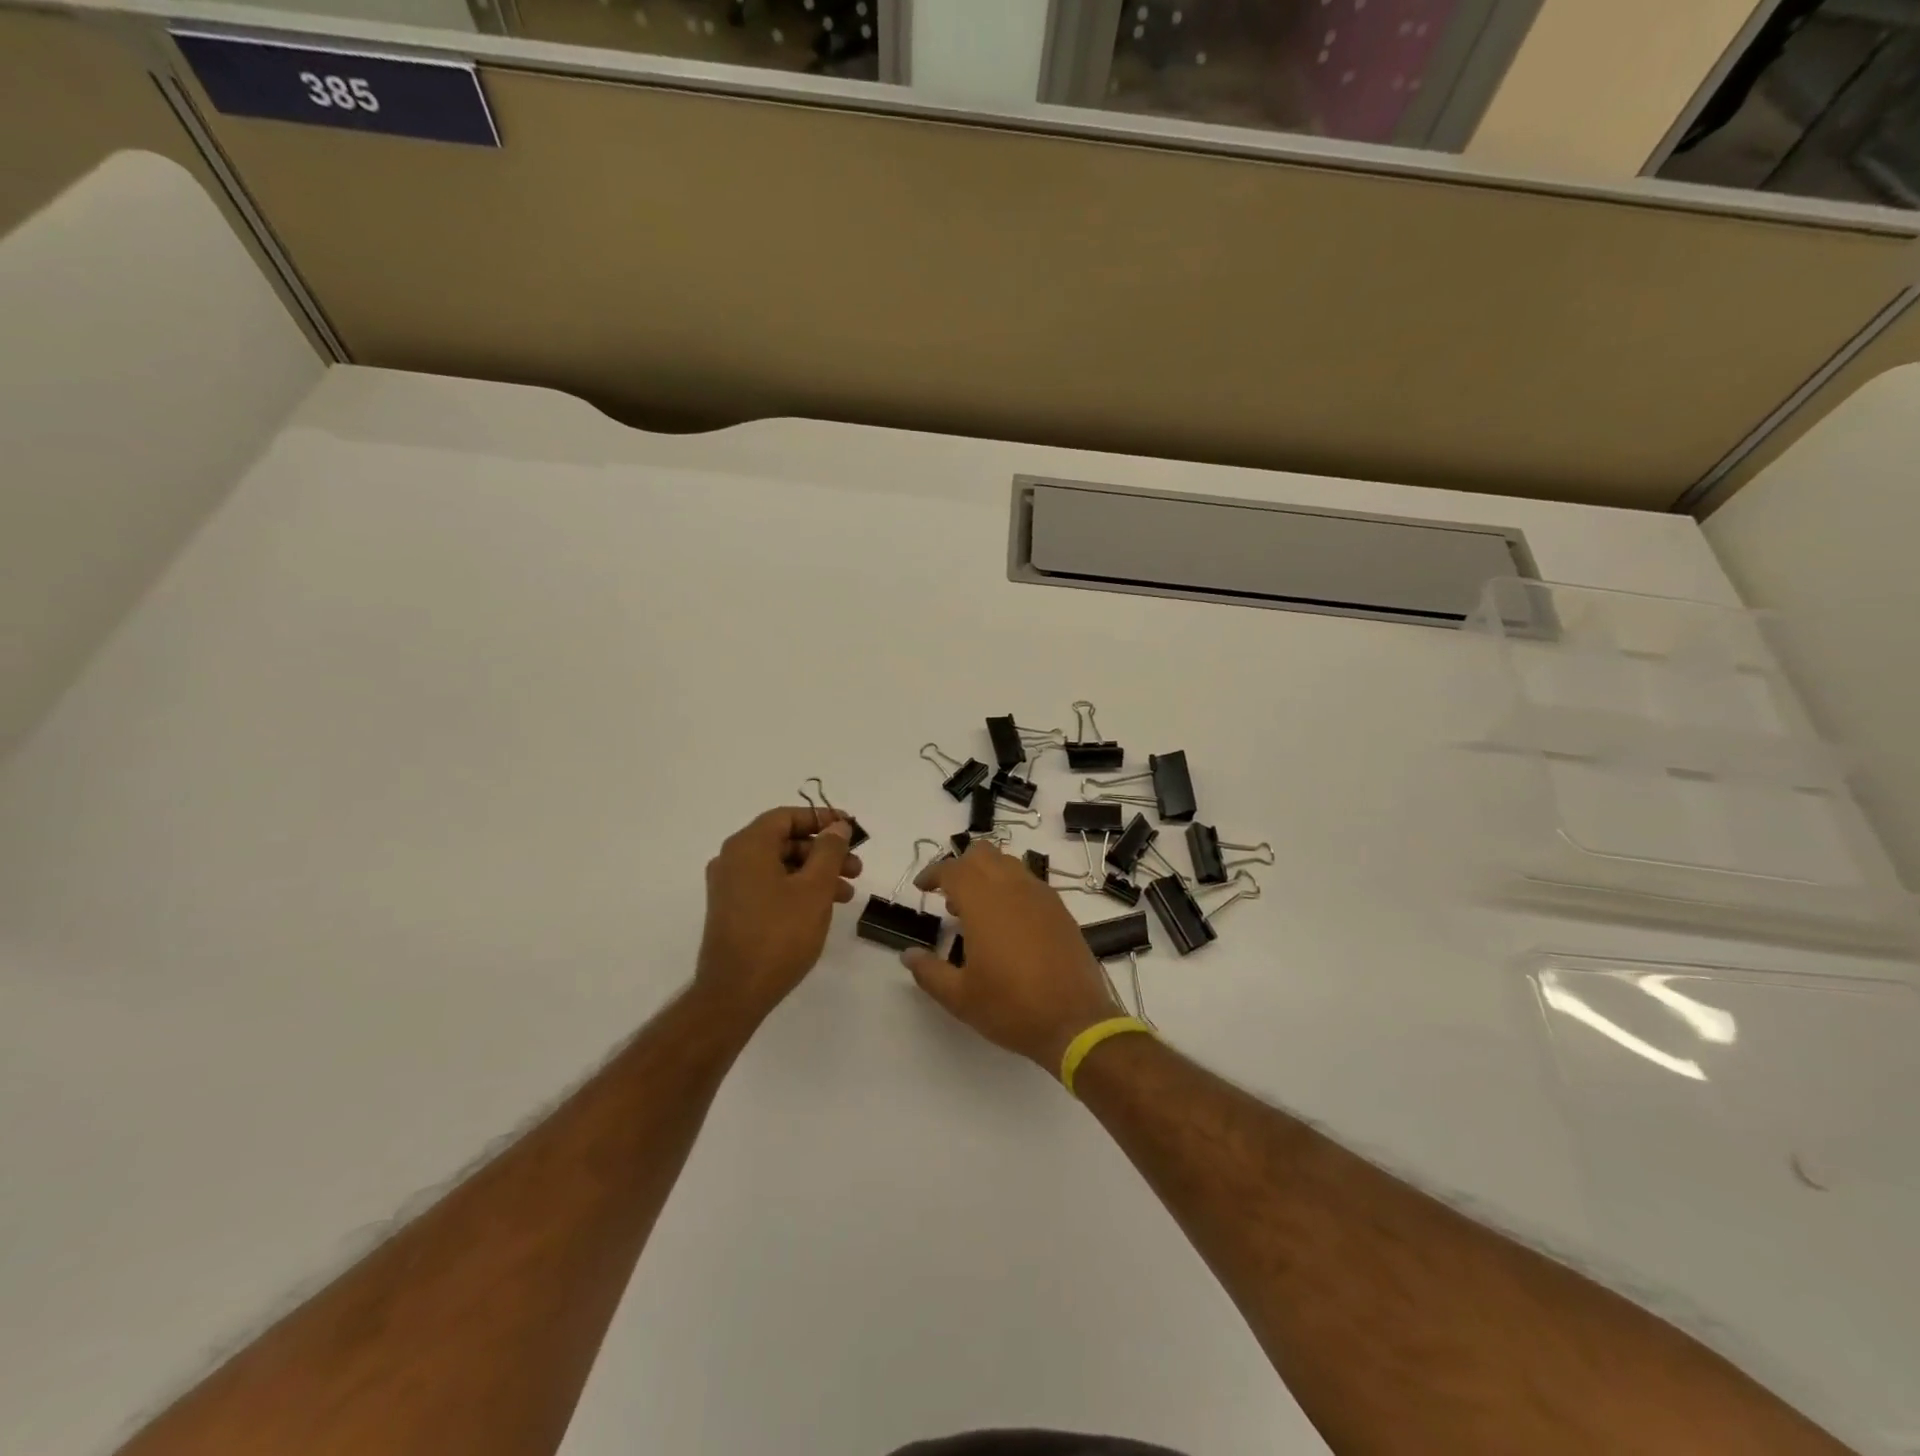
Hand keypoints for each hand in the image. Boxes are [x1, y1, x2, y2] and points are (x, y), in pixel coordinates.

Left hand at [694, 806, 861, 1023]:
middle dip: (824, 851)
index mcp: (747, 846)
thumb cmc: (778, 934)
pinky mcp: (733, 911)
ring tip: (848, 893)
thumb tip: (837, 826)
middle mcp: (733, 860)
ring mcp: (730, 887)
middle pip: (784, 841)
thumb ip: (829, 851)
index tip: (850, 830)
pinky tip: (822, 908)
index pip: (786, 817)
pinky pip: (770, 886)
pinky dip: (797, 889)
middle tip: (856, 867)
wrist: (734, 993)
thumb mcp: (814, 889)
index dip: (821, 819)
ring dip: (815, 873)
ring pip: (780, 866)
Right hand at [901, 841, 1122, 1068]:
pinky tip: (1009, 923)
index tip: (921, 888)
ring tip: (978, 911)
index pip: (952, 869)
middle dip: (961, 867)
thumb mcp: (960, 997)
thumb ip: (929, 972)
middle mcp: (1013, 888)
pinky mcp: (1060, 910)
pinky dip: (1012, 889)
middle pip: (983, 854)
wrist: (1075, 1022)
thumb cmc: (1011, 1007)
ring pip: (1009, 864)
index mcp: (984, 902)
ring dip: (988, 875)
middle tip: (950, 899)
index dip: (932, 874)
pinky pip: (1030, 882)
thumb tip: (909, 955)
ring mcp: (1041, 896)